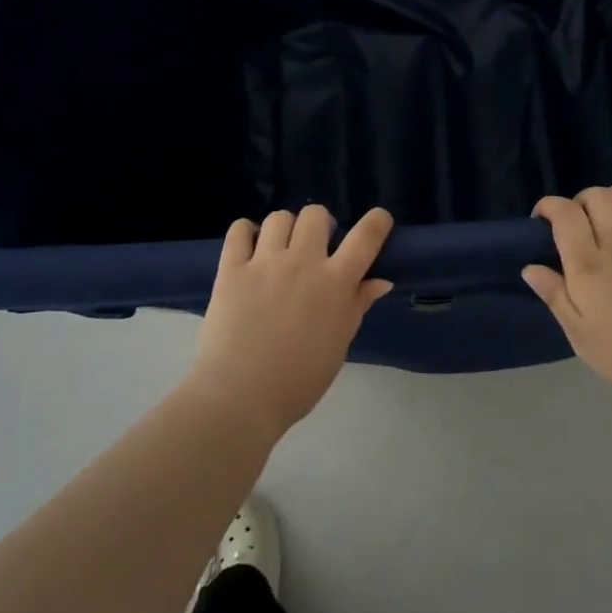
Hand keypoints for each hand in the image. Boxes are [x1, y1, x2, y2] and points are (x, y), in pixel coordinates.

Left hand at [191, 205, 394, 439]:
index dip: (377, 221)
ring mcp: (264, 263)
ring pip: (279, 218)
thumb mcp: (339, 344)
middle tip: (315, 245)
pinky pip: (238, 230)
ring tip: (280, 248)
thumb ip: (357, 305)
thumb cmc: (299, 380)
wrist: (241, 397)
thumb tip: (380, 281)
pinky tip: (249, 247)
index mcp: (335, 283)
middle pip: (316, 215)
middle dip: (321, 224)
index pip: (366, 237)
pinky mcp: (231, 269)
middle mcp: (303, 262)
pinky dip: (246, 232)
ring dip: (284, 228)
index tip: (378, 221)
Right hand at [522, 185, 611, 405]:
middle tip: (577, 218)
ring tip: (610, 206)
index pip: (567, 217)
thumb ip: (555, 297)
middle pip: (602, 200)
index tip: (541, 219)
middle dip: (583, 198)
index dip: (550, 206)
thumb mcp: (579, 334)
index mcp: (590, 268)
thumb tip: (530, 267)